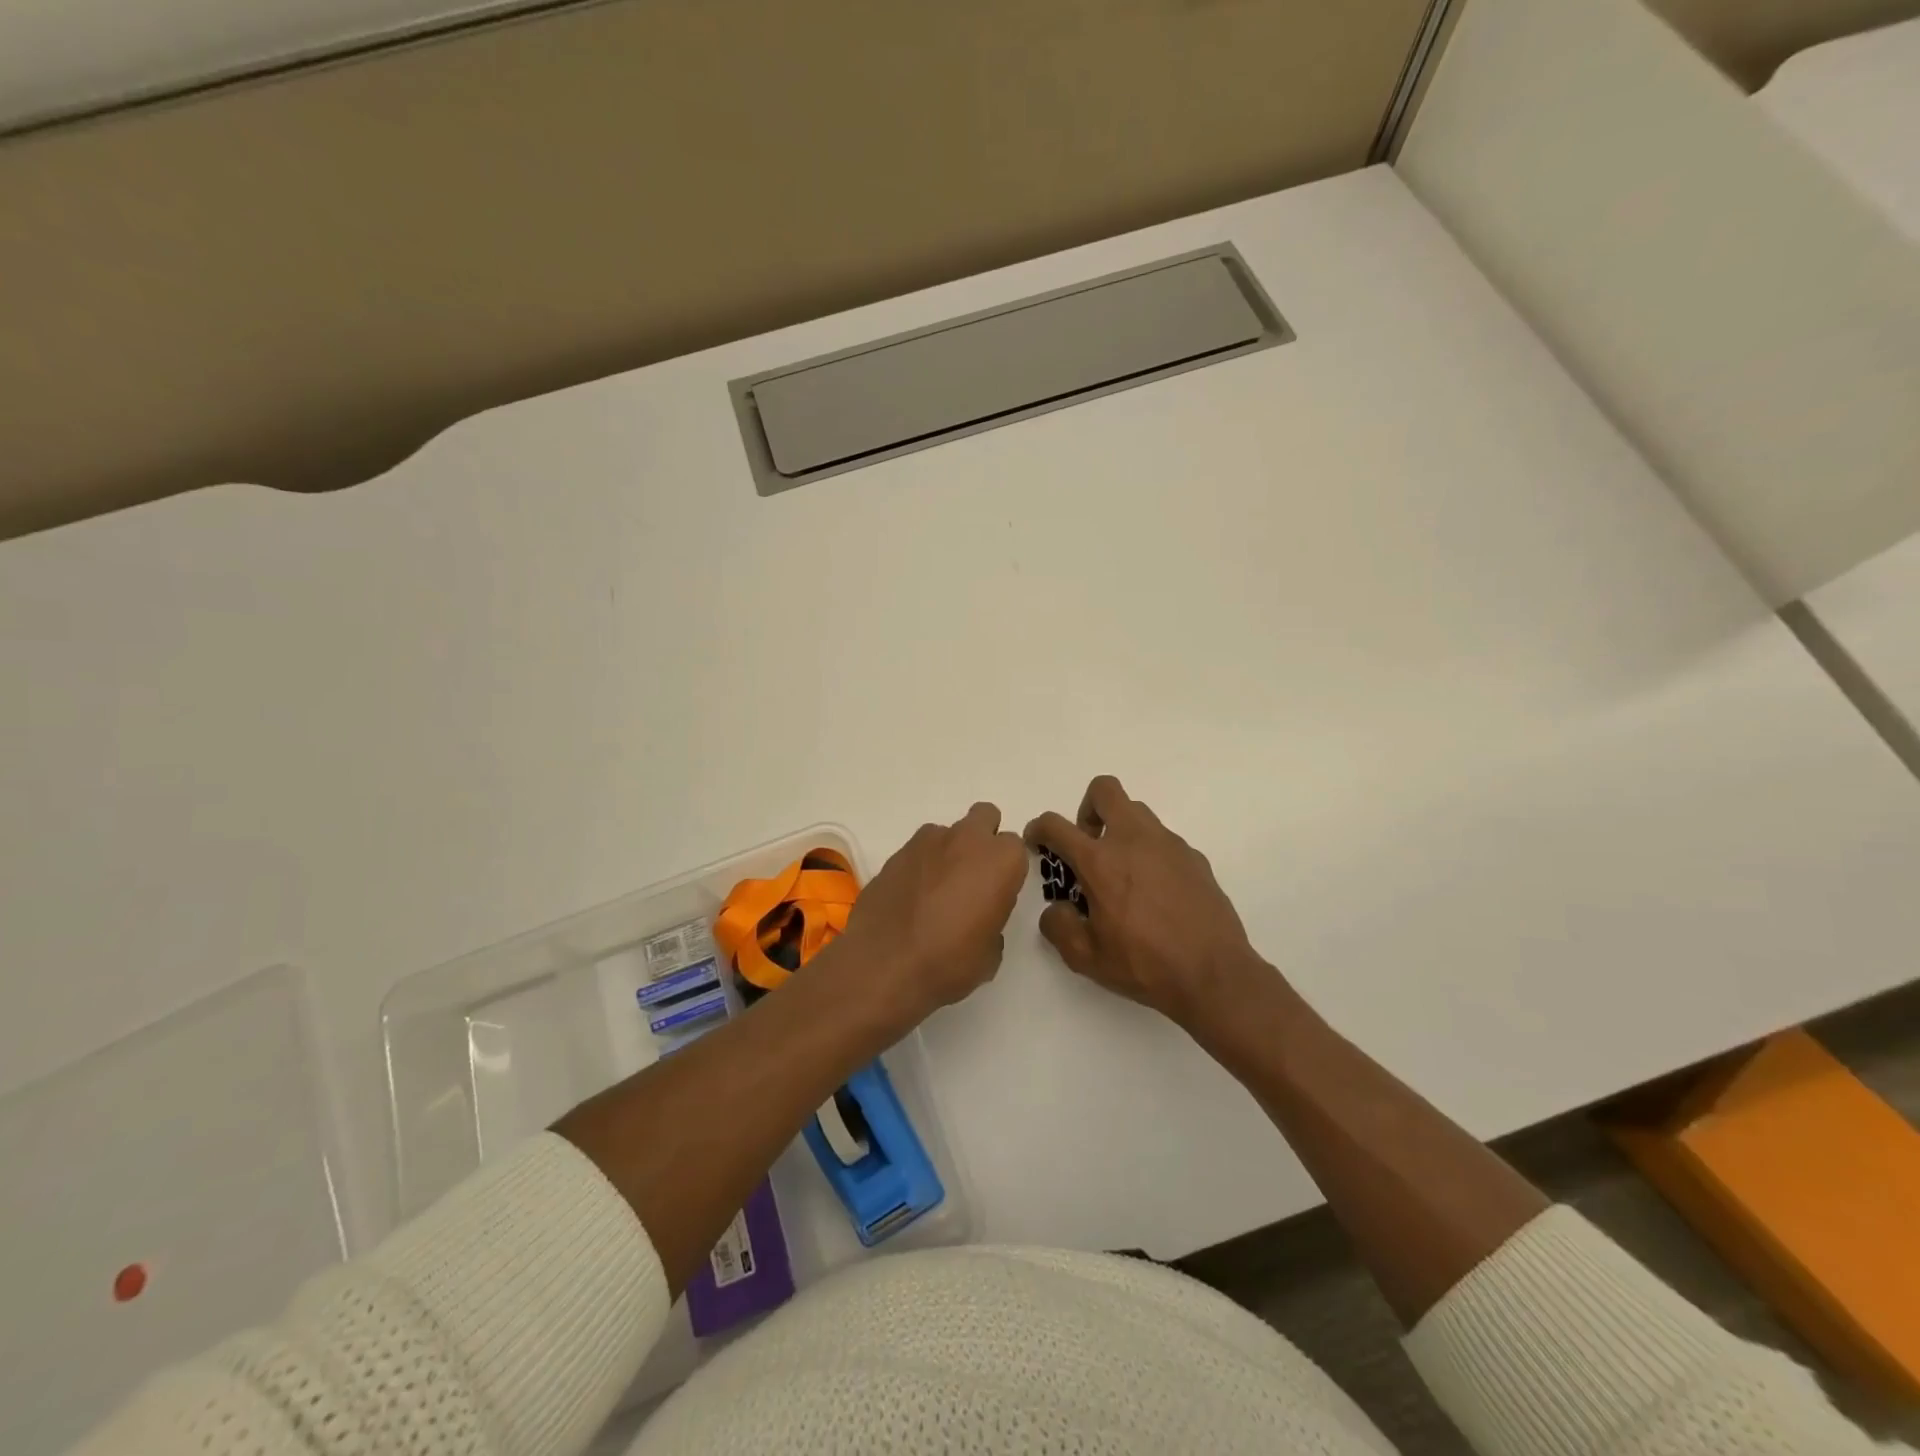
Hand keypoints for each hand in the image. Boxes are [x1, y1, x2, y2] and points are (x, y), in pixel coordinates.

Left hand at [835, 802, 1028, 1024]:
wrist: (885, 964)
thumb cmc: (950, 961)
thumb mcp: (990, 954)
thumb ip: (992, 921)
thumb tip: (978, 918)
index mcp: (1001, 860)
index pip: (1015, 848)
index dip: (1007, 870)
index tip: (998, 893)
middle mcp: (967, 840)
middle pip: (985, 817)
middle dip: (983, 839)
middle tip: (973, 876)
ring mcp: (927, 842)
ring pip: (947, 833)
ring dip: (947, 852)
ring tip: (936, 890)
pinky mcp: (895, 853)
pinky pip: (917, 851)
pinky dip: (919, 866)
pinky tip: (911, 897)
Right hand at [1025, 775, 1266, 1026]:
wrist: (1215, 975)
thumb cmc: (1145, 965)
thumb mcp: (1086, 958)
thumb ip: (1059, 926)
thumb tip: (1057, 909)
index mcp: (1100, 861)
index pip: (1057, 825)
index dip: (1039, 828)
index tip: (1038, 842)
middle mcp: (1133, 840)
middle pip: (1104, 790)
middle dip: (1087, 809)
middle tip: (1088, 845)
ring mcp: (1168, 844)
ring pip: (1137, 812)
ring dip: (1120, 829)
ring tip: (1122, 872)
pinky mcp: (1194, 857)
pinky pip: (1163, 841)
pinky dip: (1150, 854)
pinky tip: (1156, 893)